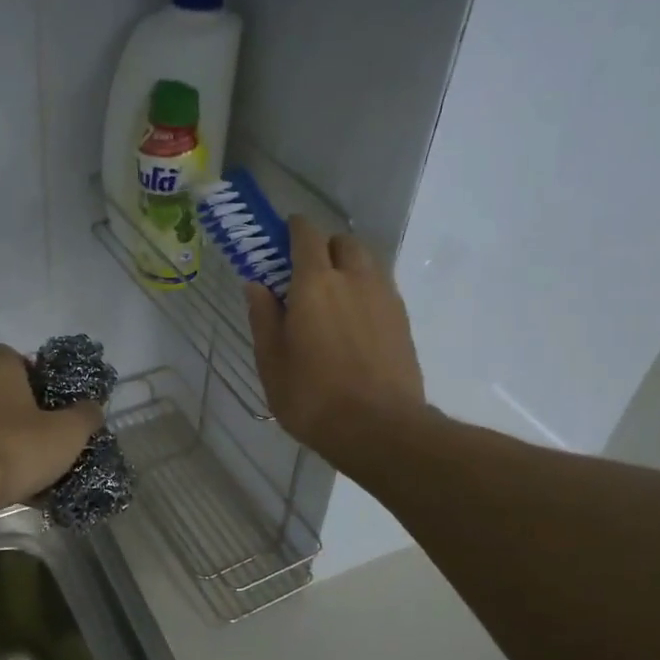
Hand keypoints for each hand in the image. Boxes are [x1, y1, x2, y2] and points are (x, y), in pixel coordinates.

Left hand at [0, 345, 104, 506]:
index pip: (8, 354)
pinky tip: (6, 482)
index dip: (28, 368)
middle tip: (42, 428)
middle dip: (16, 405)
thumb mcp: (68, 432)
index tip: (47, 391)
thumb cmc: (18, 447)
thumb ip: (85, 416)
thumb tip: (93, 406)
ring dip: (0, 434)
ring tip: (26, 461)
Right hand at [247, 216, 425, 461]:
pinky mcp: (403, 319)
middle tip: (304, 276)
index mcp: (315, 283)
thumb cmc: (313, 397)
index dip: (292, 230)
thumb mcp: (271, 362)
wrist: (381, 429)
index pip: (306, 234)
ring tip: (331, 299)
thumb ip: (263, 317)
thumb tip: (256, 284)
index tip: (279, 240)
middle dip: (322, 247)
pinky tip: (353, 322)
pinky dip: (364, 290)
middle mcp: (354, 278)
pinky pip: (381, 287)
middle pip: (342, 242)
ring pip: (367, 262)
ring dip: (347, 267)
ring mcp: (384, 297)